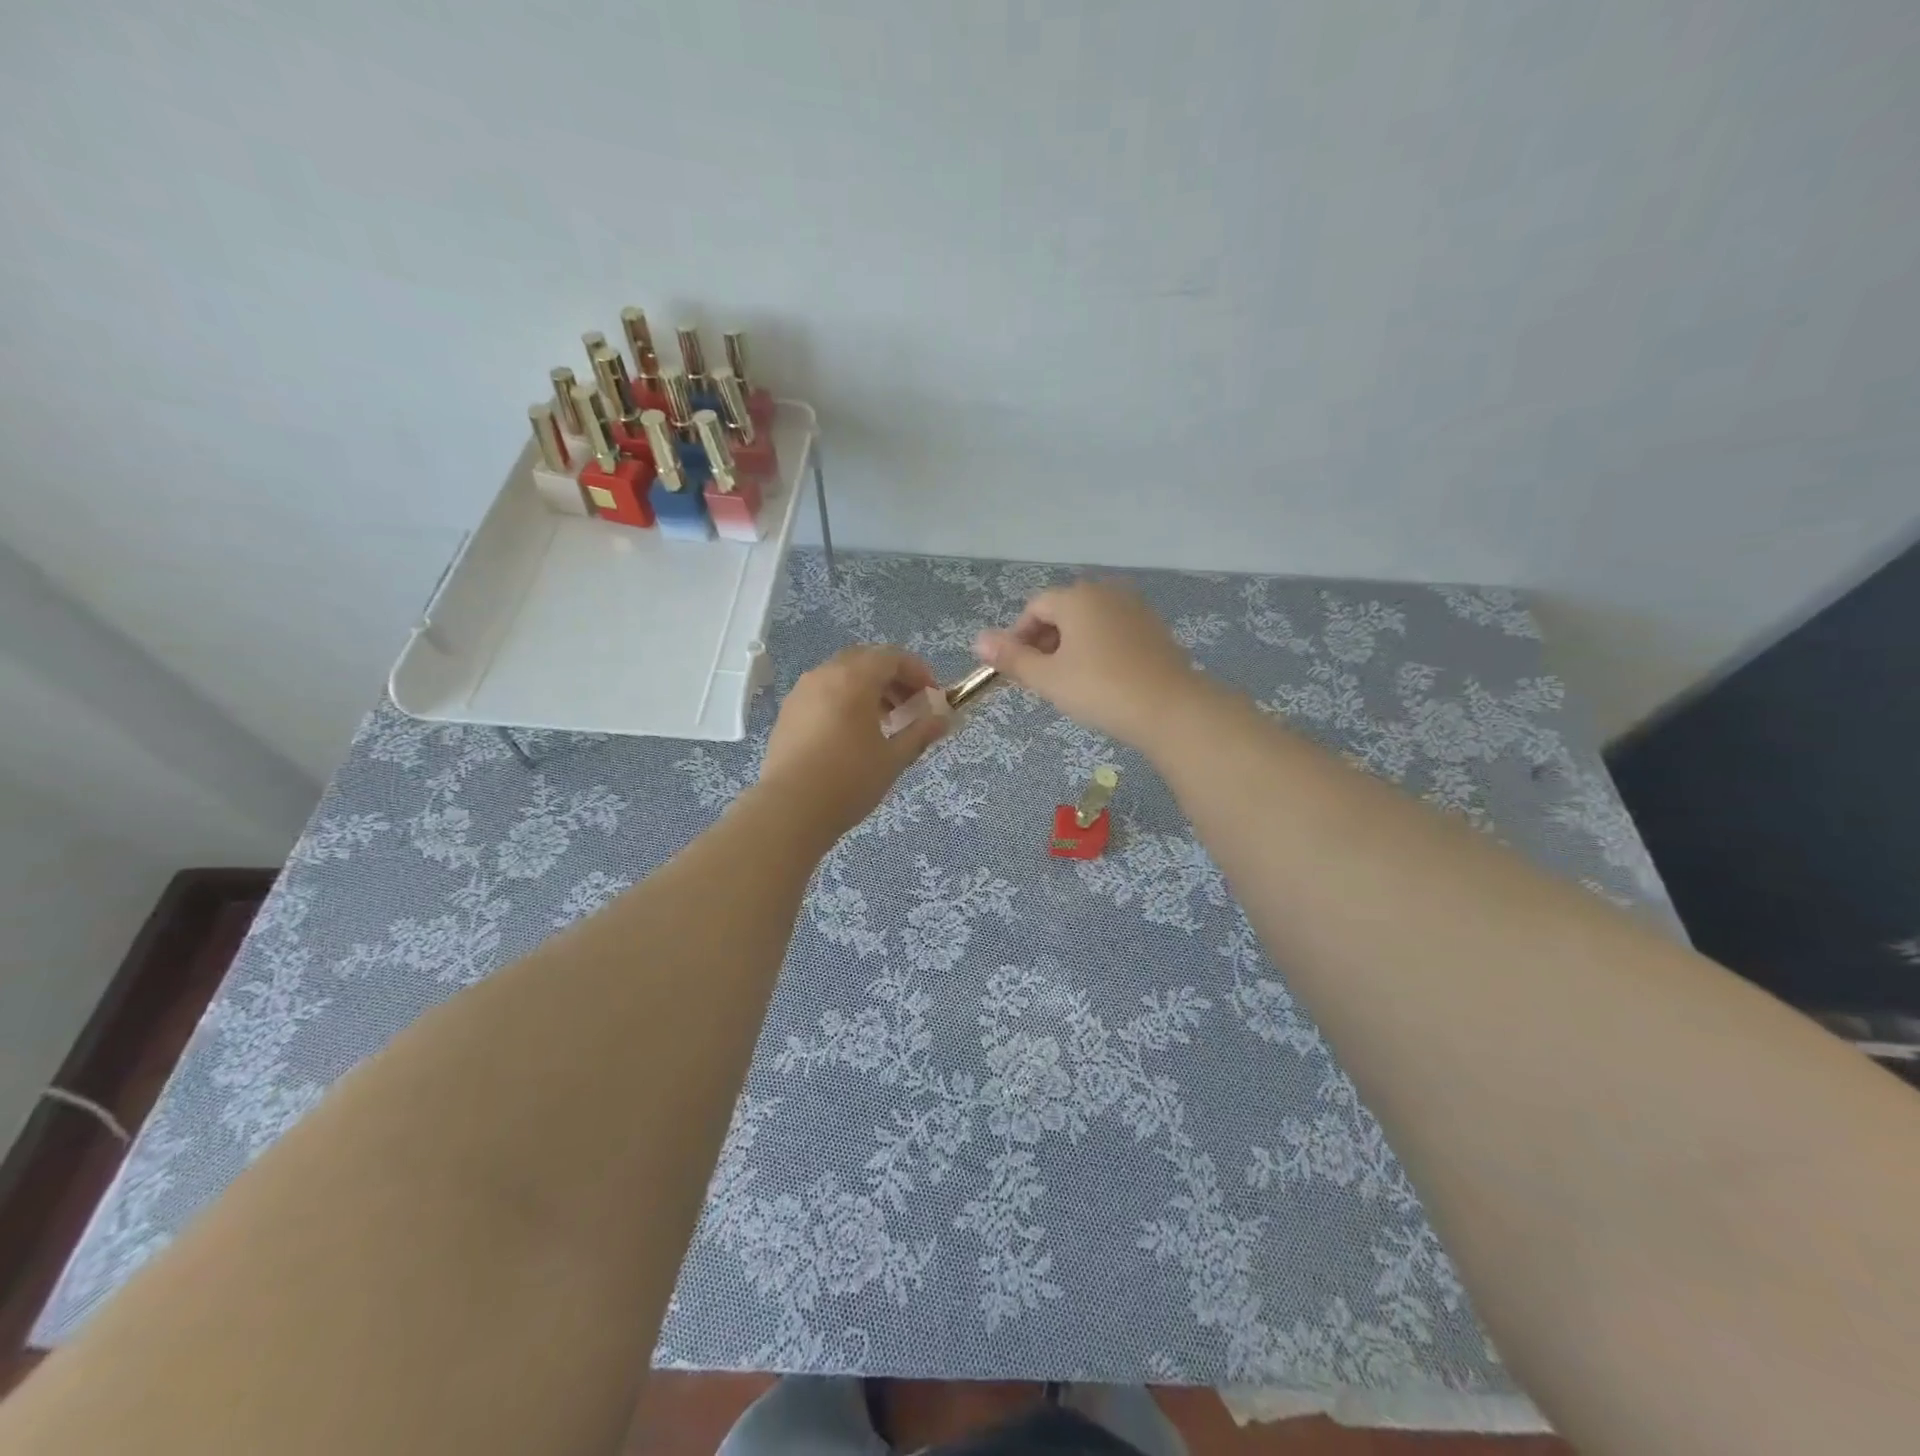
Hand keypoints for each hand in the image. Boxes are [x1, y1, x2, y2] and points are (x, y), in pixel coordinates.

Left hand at [760, 646, 950, 832]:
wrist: (790, 809)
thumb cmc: (849, 781)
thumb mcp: (893, 758)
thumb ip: (920, 733)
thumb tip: (943, 719)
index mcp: (853, 679)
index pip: (892, 657)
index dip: (917, 672)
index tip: (932, 696)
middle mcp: (825, 675)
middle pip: (865, 661)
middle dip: (892, 678)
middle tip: (910, 706)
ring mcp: (802, 692)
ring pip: (841, 675)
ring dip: (868, 689)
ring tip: (885, 722)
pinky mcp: (788, 712)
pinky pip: (823, 692)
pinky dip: (844, 700)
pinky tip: (853, 733)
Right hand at [973, 580, 1205, 748]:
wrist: (1170, 709)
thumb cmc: (1100, 690)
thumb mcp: (1048, 678)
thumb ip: (1011, 658)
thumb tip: (977, 640)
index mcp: (1077, 597)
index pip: (1034, 608)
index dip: (1018, 637)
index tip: (1016, 670)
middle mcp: (1106, 592)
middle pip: (1062, 611)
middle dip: (1044, 642)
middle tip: (1041, 680)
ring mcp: (1134, 608)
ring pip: (1089, 622)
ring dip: (1070, 646)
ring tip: (1069, 682)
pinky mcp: (1153, 629)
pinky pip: (1113, 631)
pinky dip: (1098, 649)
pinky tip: (1101, 680)